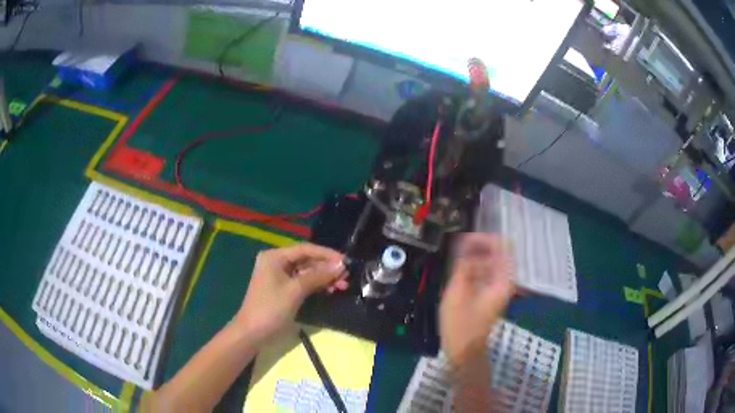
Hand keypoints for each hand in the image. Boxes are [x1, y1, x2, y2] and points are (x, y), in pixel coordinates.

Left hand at [233, 243, 347, 342]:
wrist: (252, 333)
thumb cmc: (271, 309)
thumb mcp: (296, 290)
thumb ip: (318, 276)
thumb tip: (341, 266)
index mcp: (275, 257)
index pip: (305, 249)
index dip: (326, 254)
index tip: (345, 261)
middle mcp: (276, 262)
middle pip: (306, 260)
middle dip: (326, 268)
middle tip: (346, 276)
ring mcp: (279, 276)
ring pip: (306, 272)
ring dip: (324, 277)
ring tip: (342, 285)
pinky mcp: (282, 289)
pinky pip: (303, 282)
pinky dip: (316, 285)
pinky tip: (330, 290)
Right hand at [439, 233, 513, 368]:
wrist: (464, 351)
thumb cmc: (460, 324)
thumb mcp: (457, 292)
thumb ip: (463, 264)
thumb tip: (463, 240)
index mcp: (502, 279)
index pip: (501, 245)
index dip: (483, 238)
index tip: (463, 239)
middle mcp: (504, 281)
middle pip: (496, 252)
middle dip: (476, 247)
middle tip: (455, 249)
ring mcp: (498, 288)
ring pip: (489, 262)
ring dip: (473, 257)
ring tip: (454, 260)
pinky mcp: (489, 294)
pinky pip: (484, 273)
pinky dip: (472, 269)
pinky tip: (457, 272)